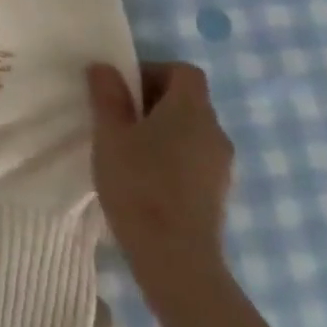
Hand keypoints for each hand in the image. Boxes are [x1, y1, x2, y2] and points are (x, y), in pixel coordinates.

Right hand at [87, 61, 234, 306]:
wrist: (176, 258)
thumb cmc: (139, 184)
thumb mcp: (110, 134)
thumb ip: (107, 96)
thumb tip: (105, 68)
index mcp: (192, 110)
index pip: (183, 71)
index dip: (152, 71)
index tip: (123, 90)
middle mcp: (215, 131)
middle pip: (187, 100)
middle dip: (152, 102)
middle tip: (117, 119)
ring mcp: (221, 165)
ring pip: (190, 131)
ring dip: (162, 131)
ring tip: (127, 150)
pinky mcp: (218, 192)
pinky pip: (194, 157)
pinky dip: (172, 156)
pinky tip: (145, 178)